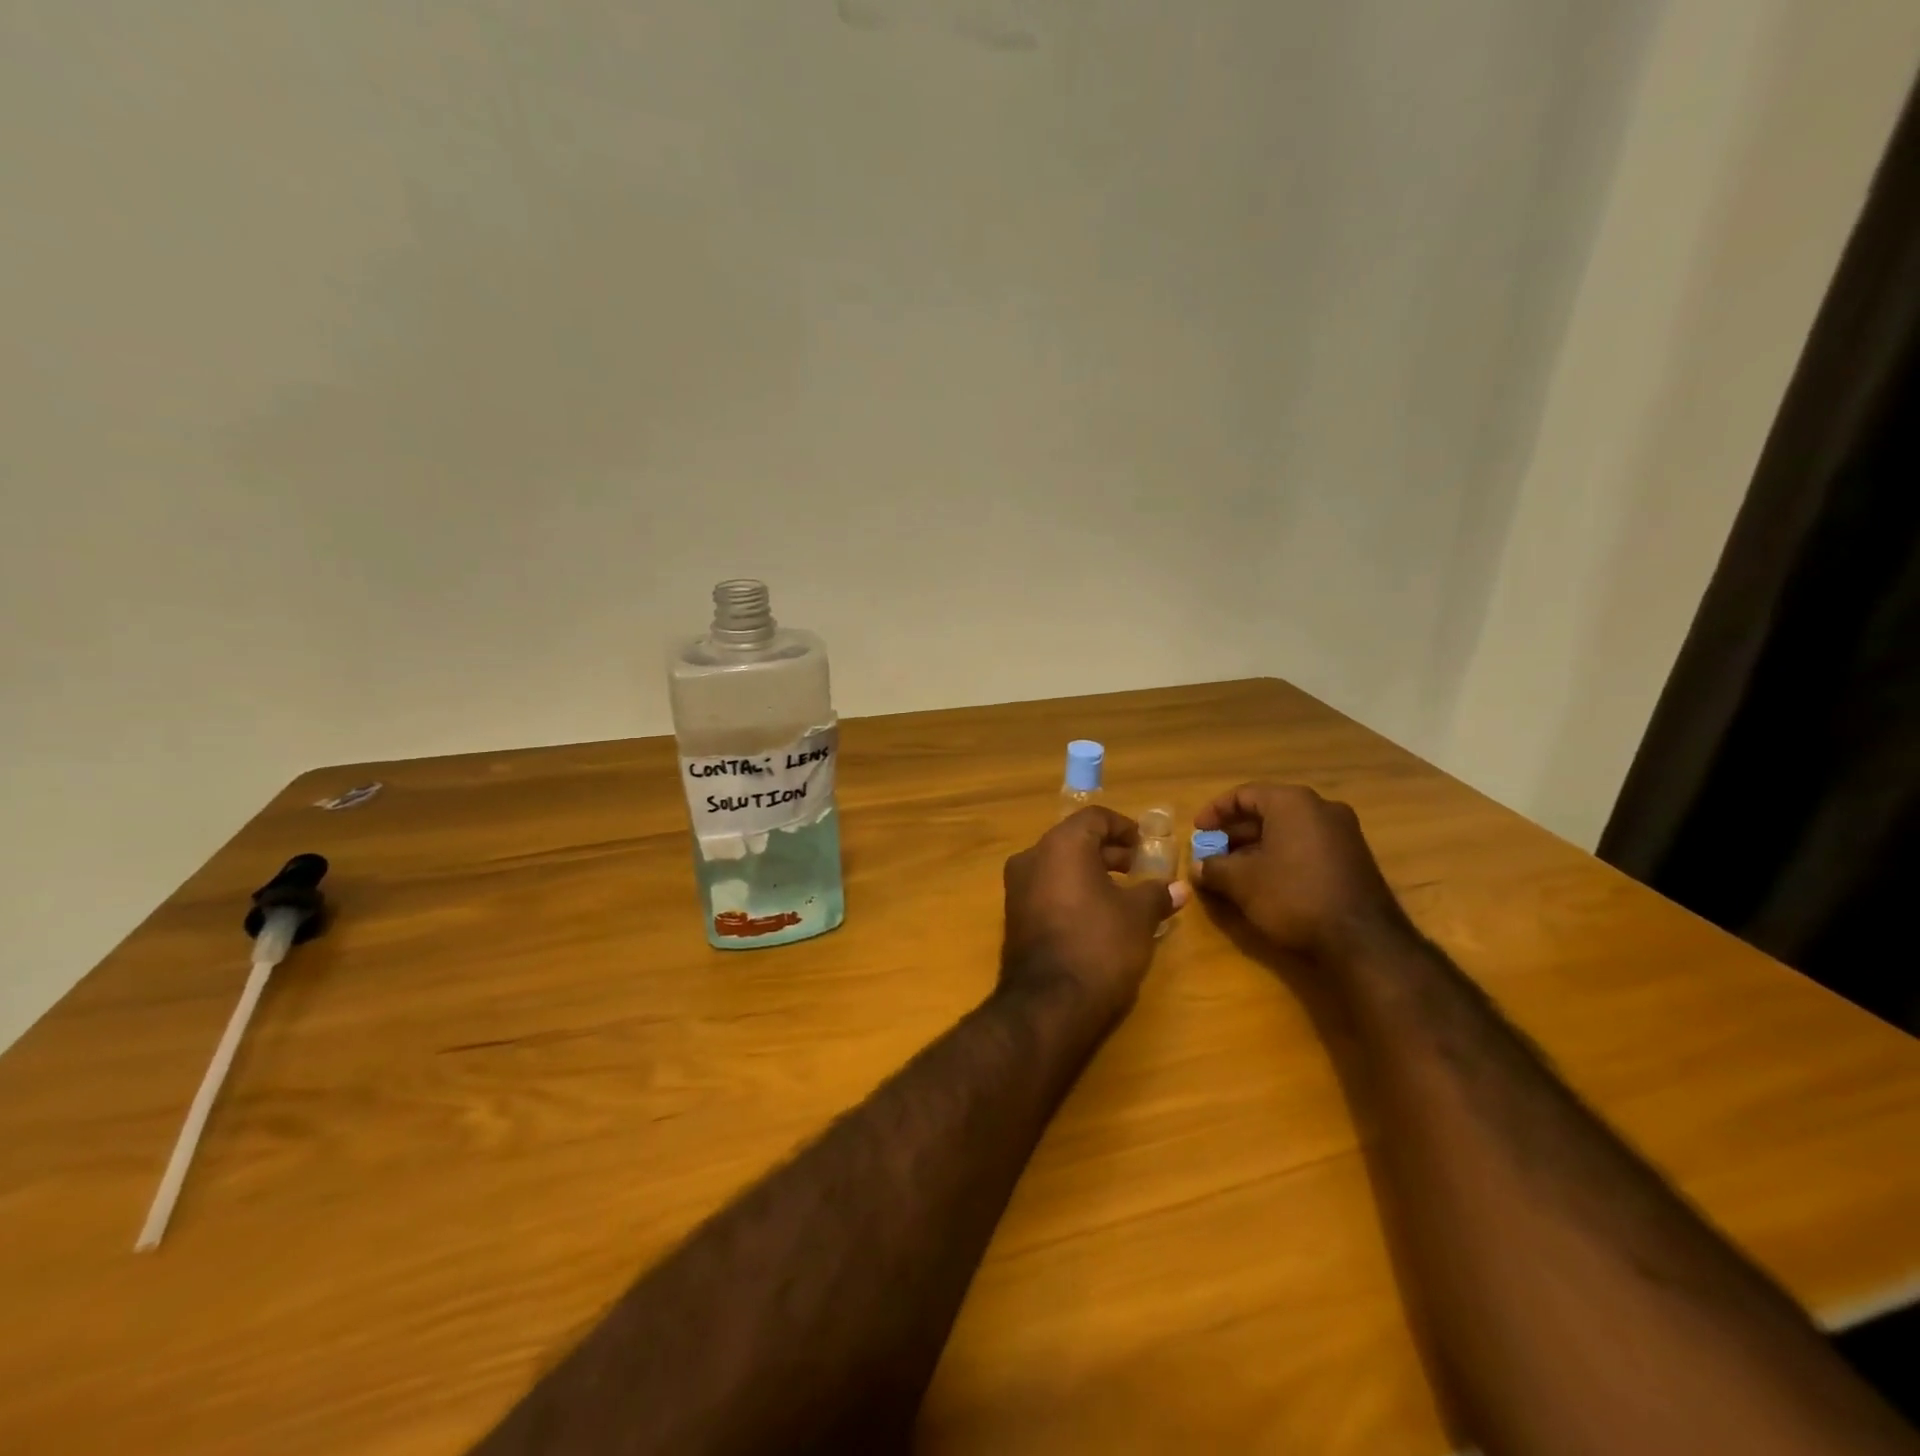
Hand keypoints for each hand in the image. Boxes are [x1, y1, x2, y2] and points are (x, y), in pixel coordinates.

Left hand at [1001, 807, 1188, 1021]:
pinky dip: (1072, 892)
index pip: (1094, 818)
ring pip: (1059, 866)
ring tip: (1123, 895)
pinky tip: (1097, 916)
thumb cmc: (1099, 945)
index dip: (1124, 828)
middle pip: (1075, 840)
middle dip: (1109, 852)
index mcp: (1061, 845)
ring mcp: (1017, 888)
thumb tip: (1179, 888)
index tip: (1146, 847)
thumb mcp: (1138, 917)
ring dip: (1091, 873)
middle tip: (1139, 870)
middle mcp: (1032, 857)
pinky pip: (1047, 890)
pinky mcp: (1014, 917)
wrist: (1048, 1004)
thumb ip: (1156, 894)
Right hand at [1192, 783, 1410, 964]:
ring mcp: (1343, 833)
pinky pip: (1306, 846)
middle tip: (1213, 853)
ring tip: (1233, 872)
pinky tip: (1266, 882)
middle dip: (1235, 833)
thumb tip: (1197, 866)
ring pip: (1287, 831)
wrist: (1363, 940)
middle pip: (1267, 811)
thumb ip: (1213, 868)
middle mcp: (1321, 809)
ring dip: (1257, 847)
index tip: (1198, 832)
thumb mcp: (1241, 882)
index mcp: (1293, 803)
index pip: (1244, 794)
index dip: (1215, 811)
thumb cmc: (1293, 896)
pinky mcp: (1353, 859)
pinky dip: (1281, 856)